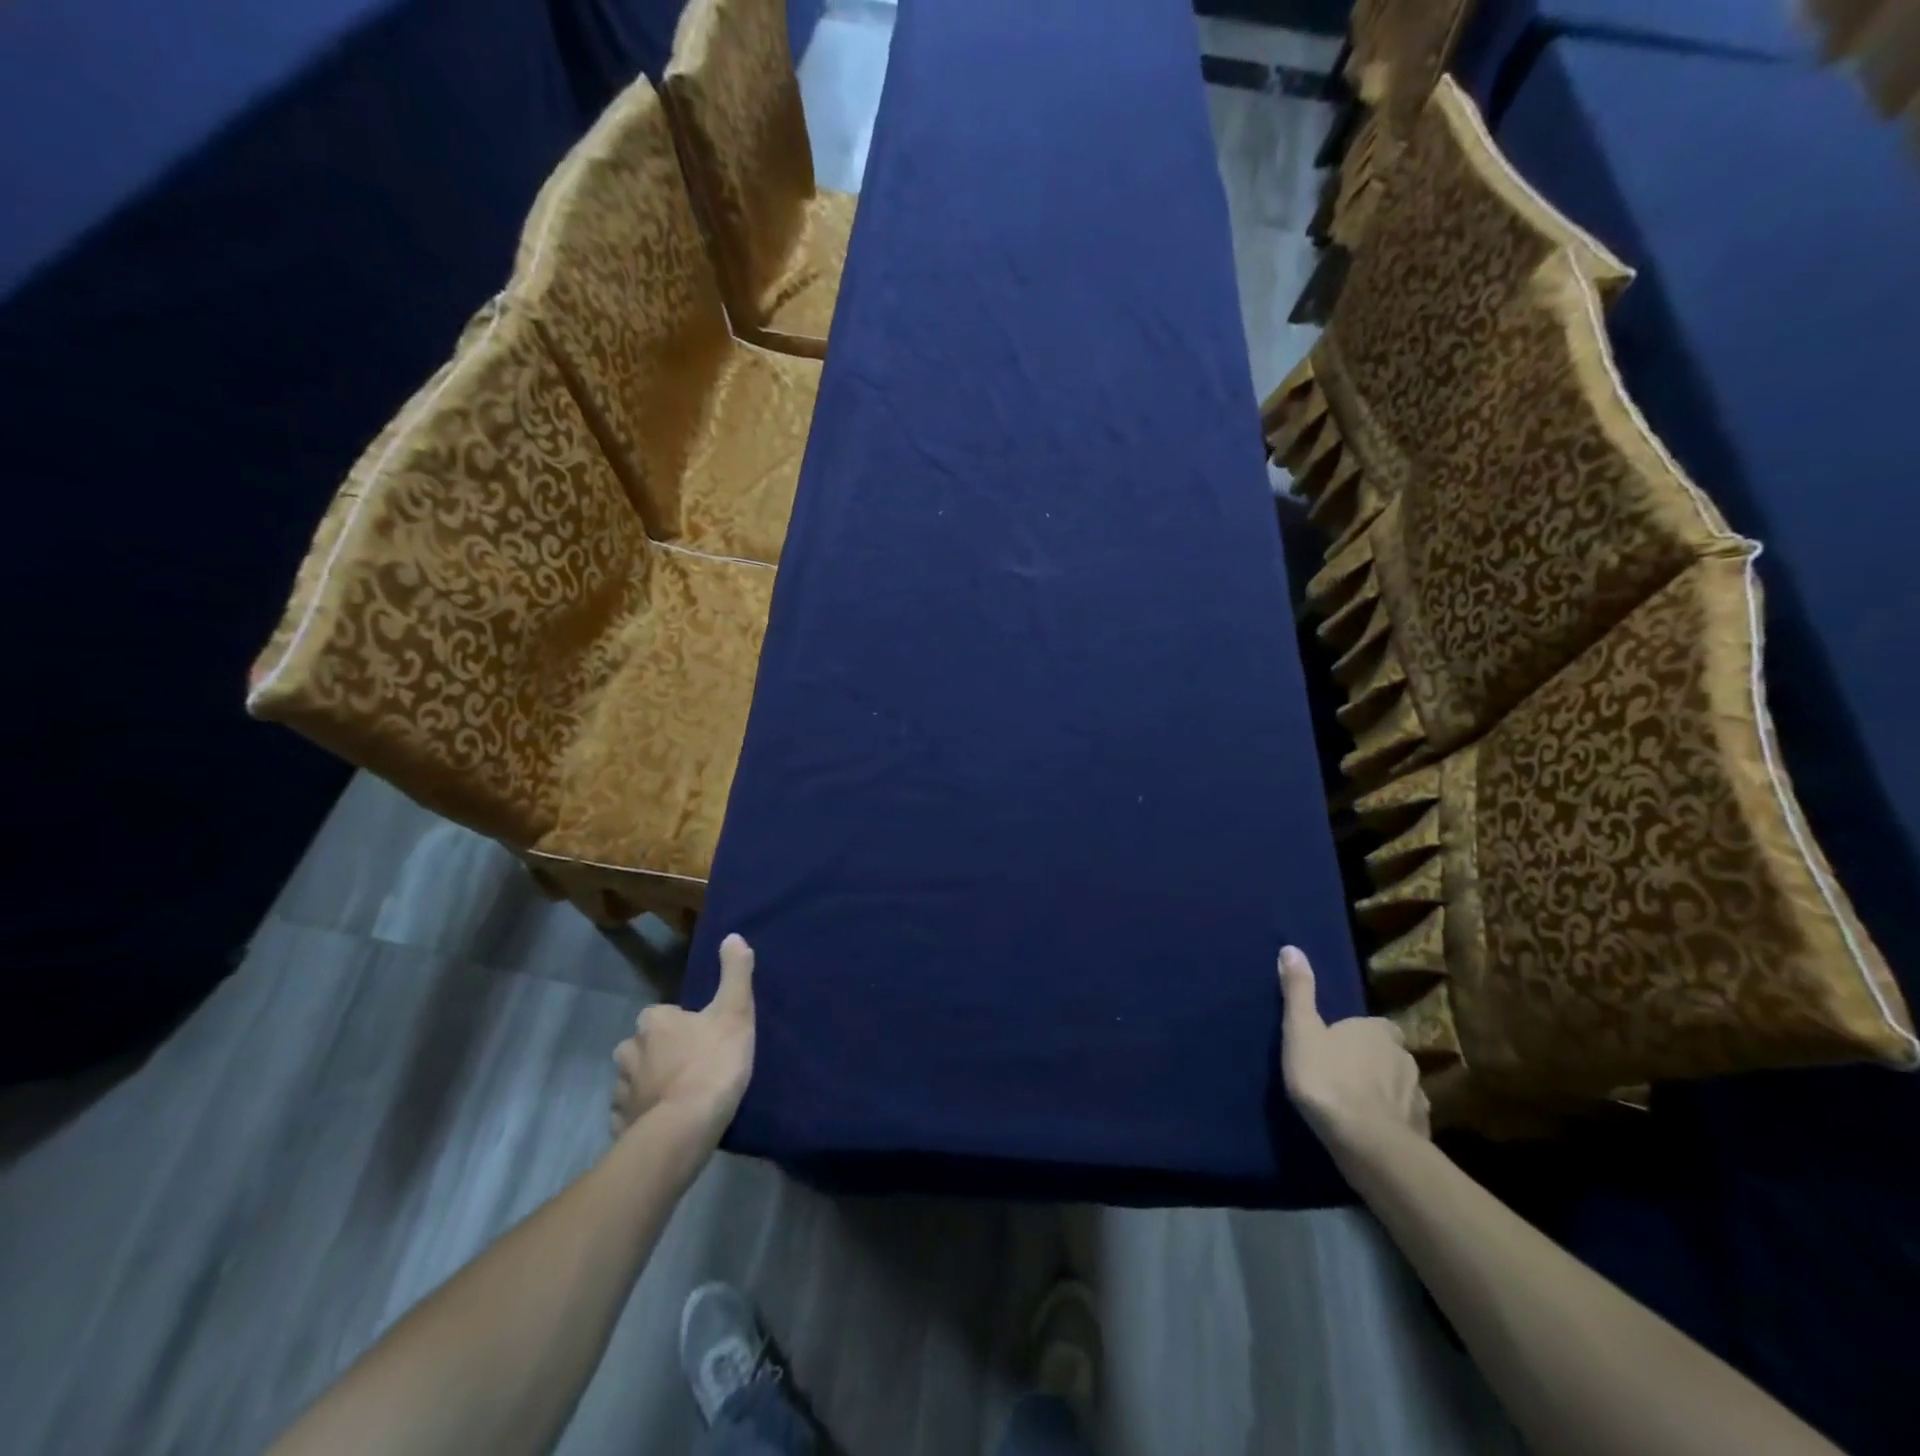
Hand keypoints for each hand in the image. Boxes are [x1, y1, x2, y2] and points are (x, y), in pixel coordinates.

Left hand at [611, 933, 756, 1148]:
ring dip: (650, 1086)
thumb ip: (735, 973)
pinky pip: (630, 1115)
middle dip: (660, 1055)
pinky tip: (664, 1124)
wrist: (684, 1130)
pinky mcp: (619, 1126)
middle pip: (644, 1047)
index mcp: (653, 1021)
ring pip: (634, 1080)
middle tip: (692, 1068)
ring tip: (679, 1099)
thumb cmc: (712, 1064)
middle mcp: (628, 1051)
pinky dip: (643, 1116)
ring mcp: (621, 1091)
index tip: (704, 1039)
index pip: (663, 1015)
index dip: (683, 1025)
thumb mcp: (735, 1011)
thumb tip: (731, 936)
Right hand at [1278, 945, 1429, 1157]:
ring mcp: (1417, 1095)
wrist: (1367, 1143)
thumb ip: (1298, 992)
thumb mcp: (1301, 1030)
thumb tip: (1291, 948)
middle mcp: (1404, 1057)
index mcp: (1377, 1030)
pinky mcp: (1421, 1129)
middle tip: (1343, 1075)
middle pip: (1388, 1054)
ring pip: (1399, 1087)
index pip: (1374, 1025)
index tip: (1338, 1045)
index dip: (1358, 1034)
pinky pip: (1405, 1118)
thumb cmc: (1329, 1078)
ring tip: (1357, 1106)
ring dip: (1383, 1093)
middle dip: (1372, 1062)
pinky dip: (1392, 1121)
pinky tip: (1373, 1131)